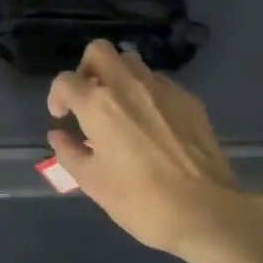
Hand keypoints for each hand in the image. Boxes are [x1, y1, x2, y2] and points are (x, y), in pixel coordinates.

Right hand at [47, 40, 258, 258]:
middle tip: (88, 99)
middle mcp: (128, 85)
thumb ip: (69, 152)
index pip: (65, 81)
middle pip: (99, 51)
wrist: (205, 211)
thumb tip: (59, 135)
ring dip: (118, 77)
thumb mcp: (92, 182)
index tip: (62, 117)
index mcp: (98, 104)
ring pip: (132, 62)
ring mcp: (163, 89)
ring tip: (120, 109)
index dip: (57, 96)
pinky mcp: (189, 100)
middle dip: (87, 69)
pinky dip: (147, 94)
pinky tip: (151, 124)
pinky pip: (159, 83)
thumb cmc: (140, 200)